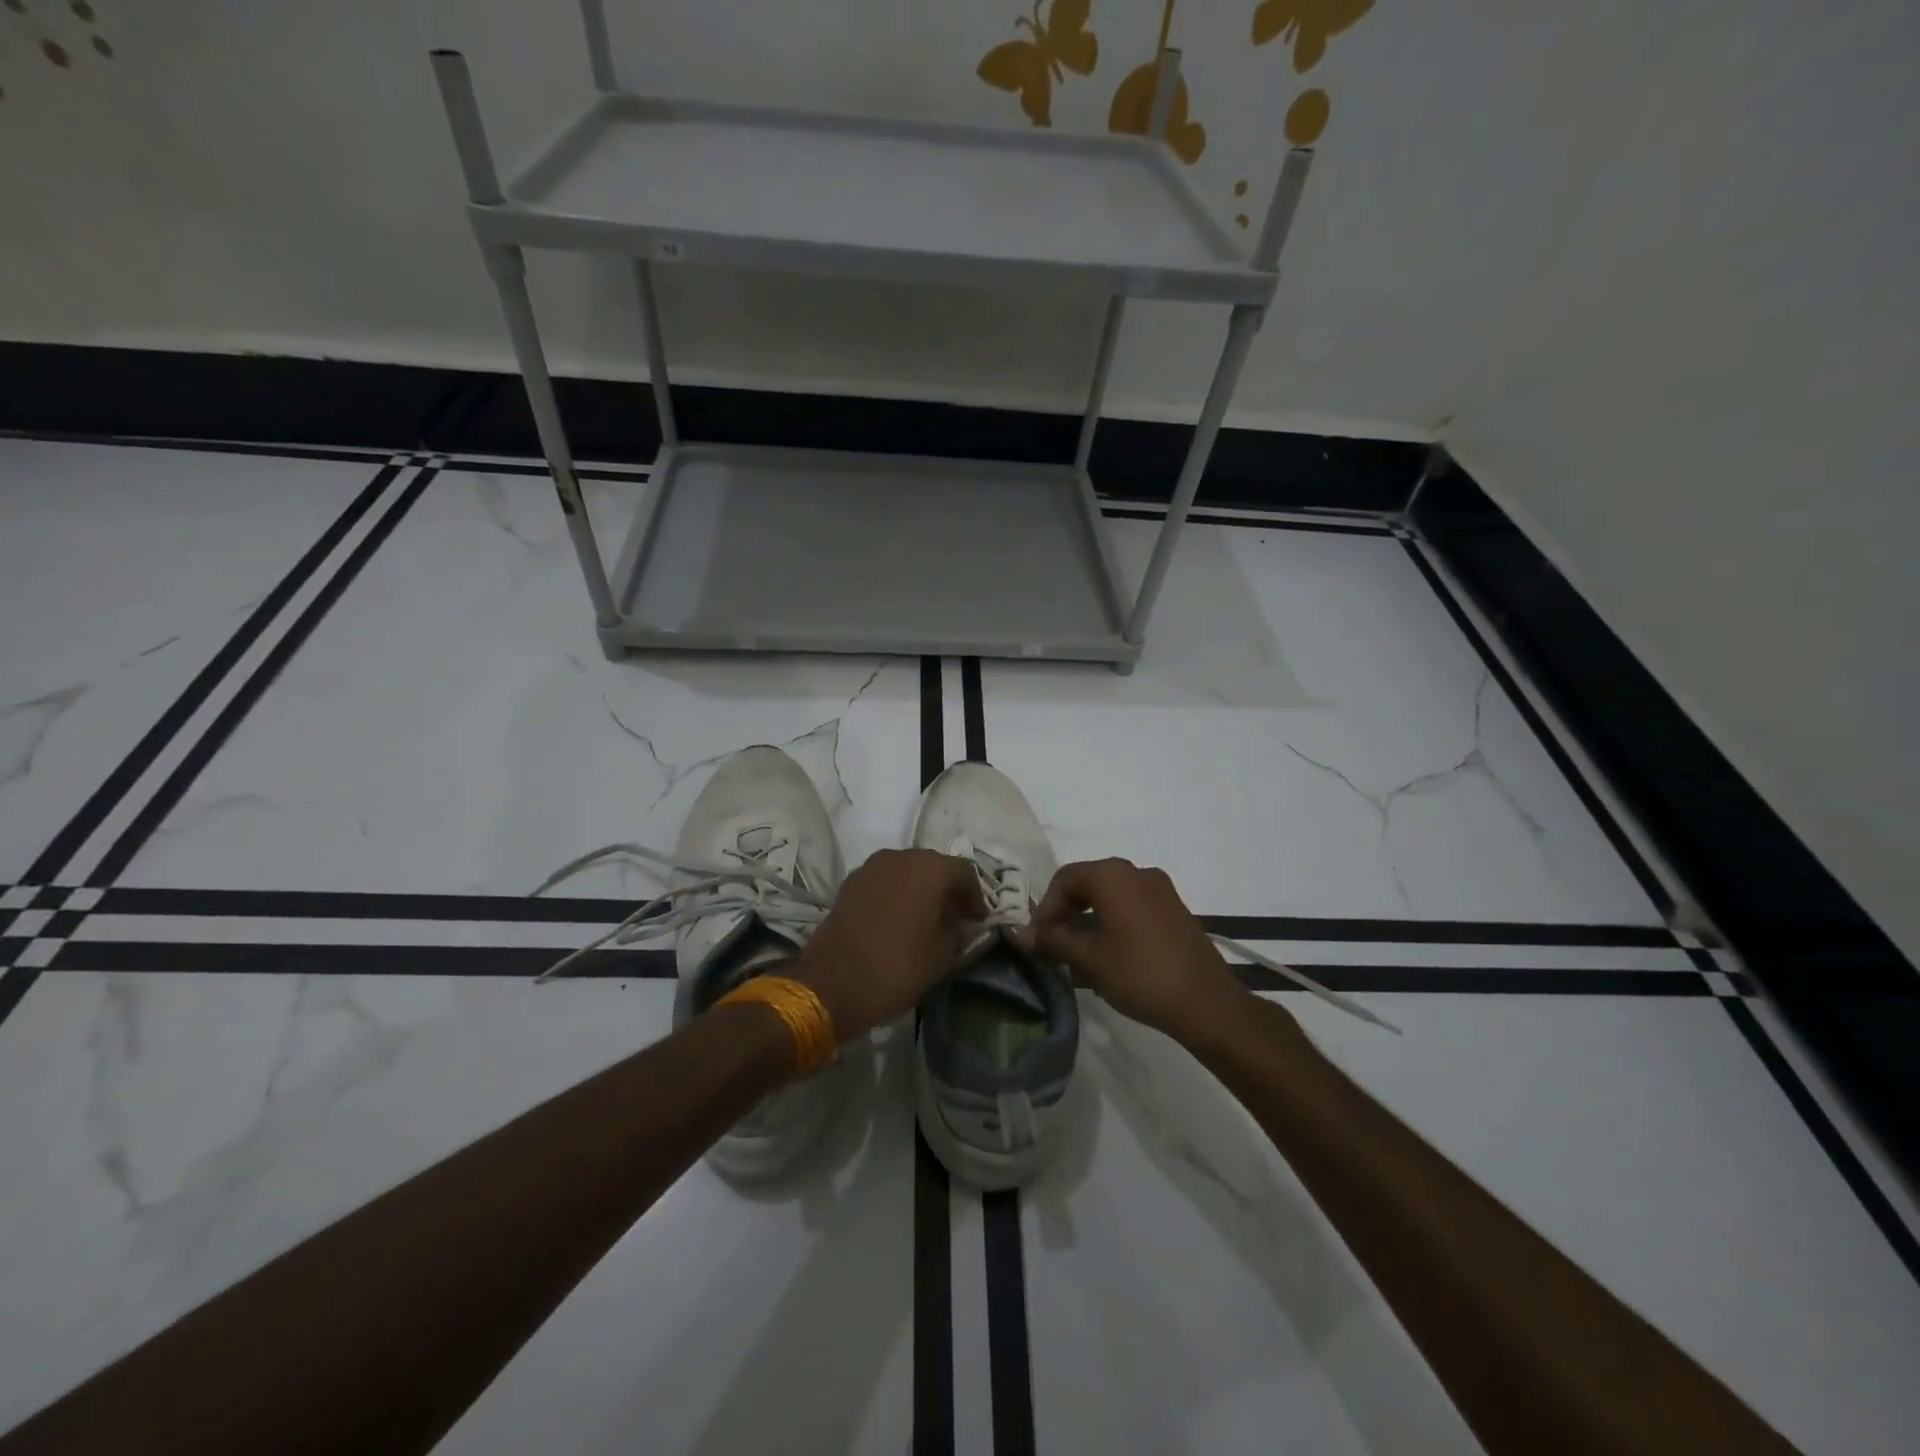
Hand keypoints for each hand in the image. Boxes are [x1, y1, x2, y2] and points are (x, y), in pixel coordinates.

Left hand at [791, 849, 986, 1040]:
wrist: (830, 984)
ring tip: (927, 919)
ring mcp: (871, 867)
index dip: (975, 897)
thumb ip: (958, 932)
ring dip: (921, 889)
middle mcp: (900, 857)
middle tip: (956, 918)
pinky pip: (885, 881)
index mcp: (928, 869)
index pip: (964, 872)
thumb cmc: (896, 968)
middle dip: (948, 889)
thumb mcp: (941, 956)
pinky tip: (899, 919)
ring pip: (907, 871)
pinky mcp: (850, 882)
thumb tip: (962, 922)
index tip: (978, 921)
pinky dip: (897, 893)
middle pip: (934, 866)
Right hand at [1028, 858, 1243, 1042]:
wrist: (1206, 1002)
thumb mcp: (1089, 959)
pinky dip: (1112, 920)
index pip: (1065, 879)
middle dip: (1066, 910)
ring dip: (1088, 916)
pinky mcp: (1175, 909)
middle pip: (1088, 882)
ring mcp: (1161, 889)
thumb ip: (1053, 940)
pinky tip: (1108, 952)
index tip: (1037, 938)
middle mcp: (1137, 872)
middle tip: (1052, 943)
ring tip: (1077, 951)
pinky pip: (1133, 905)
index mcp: (1113, 875)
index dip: (1045, 907)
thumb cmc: (1140, 974)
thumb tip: (1020, 933)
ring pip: (1111, 894)